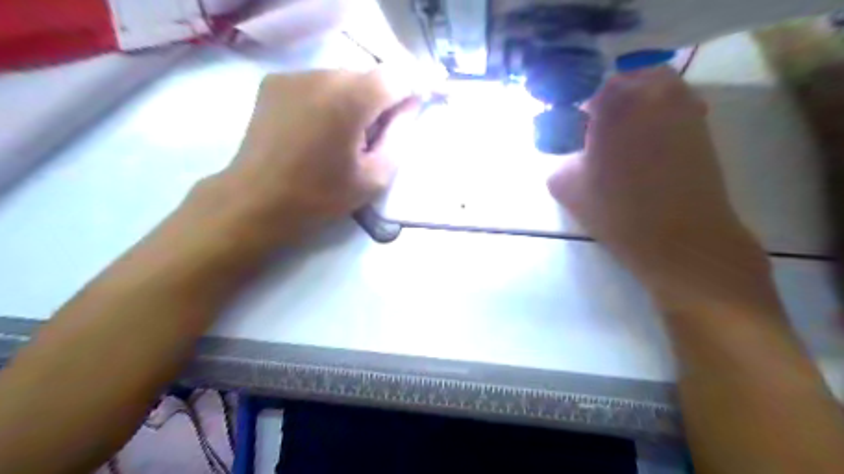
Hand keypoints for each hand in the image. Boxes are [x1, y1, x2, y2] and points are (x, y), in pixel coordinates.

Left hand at [205, 68, 420, 241]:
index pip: (397, 76)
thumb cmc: (320, 196)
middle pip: (369, 75)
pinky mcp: (274, 82)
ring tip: (346, 134)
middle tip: (379, 133)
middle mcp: (321, 74)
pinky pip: (318, 83)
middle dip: (382, 98)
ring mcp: (294, 75)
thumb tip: (408, 107)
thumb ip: (400, 136)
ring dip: (355, 99)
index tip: (416, 109)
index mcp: (349, 100)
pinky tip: (320, 128)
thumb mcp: (375, 177)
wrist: (256, 202)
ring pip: (343, 78)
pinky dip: (330, 99)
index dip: (413, 89)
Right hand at [551, 66, 773, 311]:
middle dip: (600, 98)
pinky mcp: (700, 123)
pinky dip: (650, 114)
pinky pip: (668, 103)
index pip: (583, 84)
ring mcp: (683, 103)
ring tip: (616, 134)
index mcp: (615, 102)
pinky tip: (640, 144)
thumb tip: (570, 149)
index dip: (569, 102)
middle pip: (618, 79)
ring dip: (628, 102)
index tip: (564, 122)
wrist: (681, 238)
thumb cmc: (617, 211)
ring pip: (648, 86)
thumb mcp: (564, 186)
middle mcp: (652, 91)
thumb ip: (558, 157)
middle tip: (590, 126)